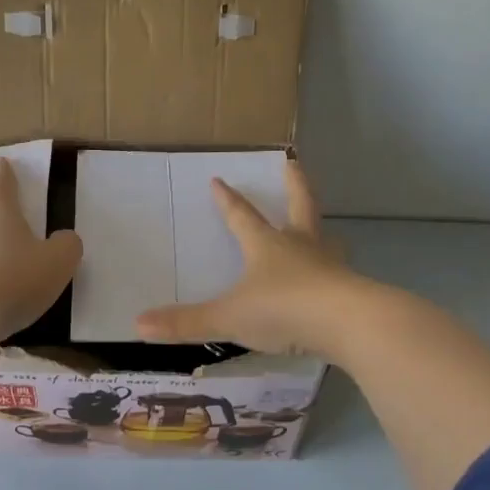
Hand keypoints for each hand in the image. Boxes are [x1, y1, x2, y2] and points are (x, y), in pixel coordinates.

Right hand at [135, 159, 362, 355]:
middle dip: (294, 186)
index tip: (219, 179)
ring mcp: (330, 267)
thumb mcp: (229, 317)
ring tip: (326, 231)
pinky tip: (336, 283)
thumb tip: (138, 325)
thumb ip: (187, 323)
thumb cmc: (284, 310)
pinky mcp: (351, 290)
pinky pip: (340, 275)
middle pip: (299, 207)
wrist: (348, 324)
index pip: (242, 217)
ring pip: (327, 240)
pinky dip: (336, 273)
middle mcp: (301, 247)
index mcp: (268, 246)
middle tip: (293, 164)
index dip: (229, 201)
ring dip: (322, 231)